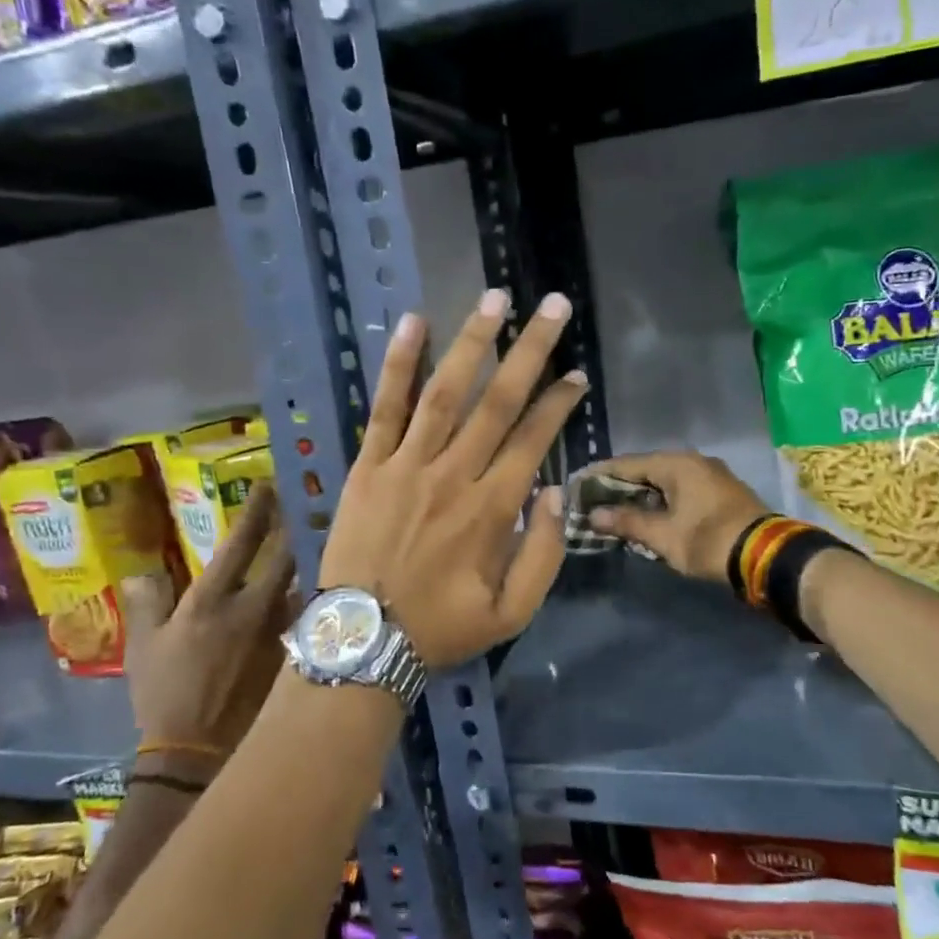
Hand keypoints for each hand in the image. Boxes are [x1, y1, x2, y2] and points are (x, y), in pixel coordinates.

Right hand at [124, 481, 296, 779]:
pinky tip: (325, 597)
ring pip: (306, 584)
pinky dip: (315, 601)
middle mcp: (254, 608)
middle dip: (295, 529)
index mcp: (211, 601)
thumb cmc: (164, 696)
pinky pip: (311, 616)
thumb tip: (141, 571)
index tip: (268, 485)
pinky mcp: (297, 652)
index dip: (256, 511)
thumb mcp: (142, 647)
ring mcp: (281, 630)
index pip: (240, 543)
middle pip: (286, 555)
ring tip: (322, 546)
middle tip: (303, 510)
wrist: (197, 751)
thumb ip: (145, 603)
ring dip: (310, 565)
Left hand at [319, 289, 585, 668]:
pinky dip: (398, 364)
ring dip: (472, 342)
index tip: (577, 374)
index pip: (532, 440)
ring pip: (445, 392)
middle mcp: (453, 474)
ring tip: (495, 299)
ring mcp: (406, 465)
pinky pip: (384, 407)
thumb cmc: (441, 627)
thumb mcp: (511, 612)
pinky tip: (412, 323)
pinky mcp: (368, 465)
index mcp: (490, 509)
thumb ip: (542, 553)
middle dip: (529, 350)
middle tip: (552, 306)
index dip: (558, 403)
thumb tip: (554, 492)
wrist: (361, 640)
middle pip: (497, 401)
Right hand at [582, 451, 770, 583]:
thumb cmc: (708, 540)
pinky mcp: (722, 491)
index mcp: (676, 464)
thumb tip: (594, 515)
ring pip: (665, 480)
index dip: (600, 474)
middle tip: (594, 500)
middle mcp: (693, 461)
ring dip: (642, 494)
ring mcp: (711, 474)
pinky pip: (682, 488)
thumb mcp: (663, 535)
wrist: (767, 555)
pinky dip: (662, 499)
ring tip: (617, 509)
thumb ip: (627, 522)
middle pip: (646, 470)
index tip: (578, 484)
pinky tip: (650, 514)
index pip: (627, 464)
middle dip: (620, 486)